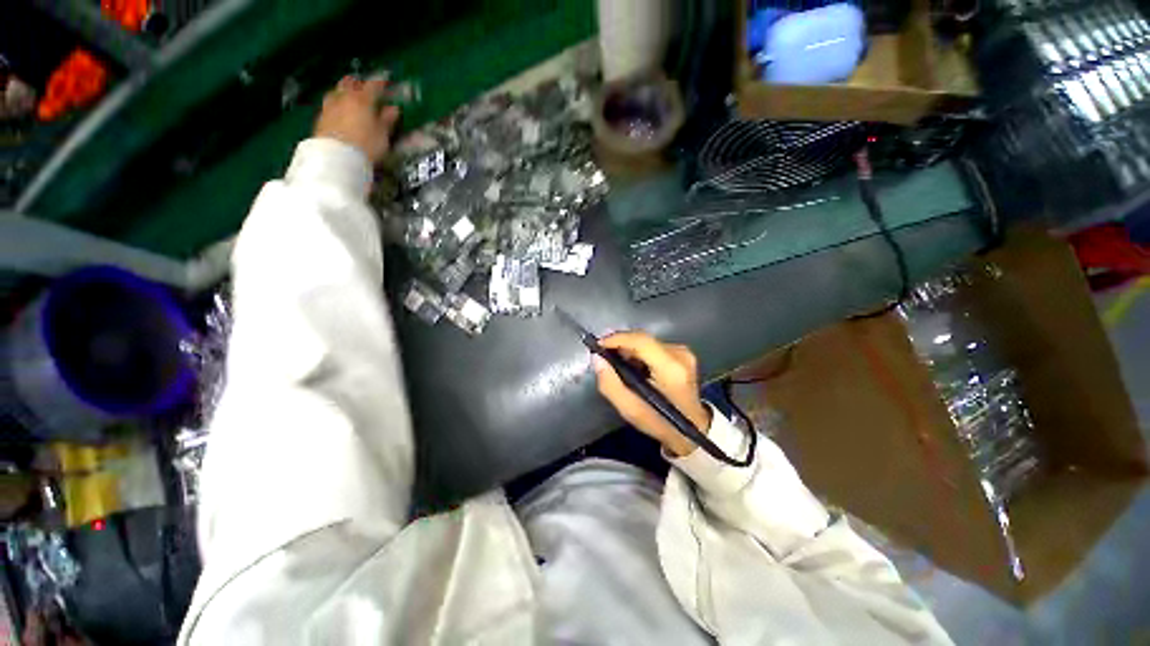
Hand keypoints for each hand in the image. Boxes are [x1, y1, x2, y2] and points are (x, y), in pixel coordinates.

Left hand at [314, 76, 400, 163]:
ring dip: (343, 91)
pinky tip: (338, 109)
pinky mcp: (321, 117)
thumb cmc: (366, 145)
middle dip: (358, 83)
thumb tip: (393, 109)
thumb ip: (387, 120)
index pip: (374, 86)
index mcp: (362, 100)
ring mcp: (330, 106)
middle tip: (364, 86)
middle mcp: (344, 98)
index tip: (386, 82)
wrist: (337, 157)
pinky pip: (329, 104)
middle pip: (350, 83)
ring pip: (336, 91)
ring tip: (348, 96)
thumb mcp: (382, 135)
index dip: (381, 83)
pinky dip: (335, 103)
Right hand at [593, 331, 711, 456]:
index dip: (617, 339)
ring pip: (647, 342)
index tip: (598, 345)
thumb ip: (610, 384)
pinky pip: (654, 346)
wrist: (694, 428)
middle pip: (643, 339)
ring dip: (629, 350)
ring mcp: (684, 352)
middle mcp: (680, 354)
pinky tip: (634, 367)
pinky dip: (640, 353)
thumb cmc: (661, 422)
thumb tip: (597, 358)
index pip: (641, 341)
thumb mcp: (630, 410)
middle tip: (604, 357)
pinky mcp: (683, 353)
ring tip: (619, 365)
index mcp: (670, 369)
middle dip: (621, 345)